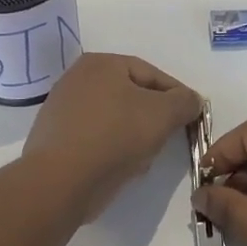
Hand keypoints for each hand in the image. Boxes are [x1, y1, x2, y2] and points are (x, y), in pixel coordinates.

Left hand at [22, 53, 202, 221]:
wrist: (60, 181)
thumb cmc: (115, 136)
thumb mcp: (163, 114)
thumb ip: (184, 102)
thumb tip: (192, 100)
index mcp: (101, 63)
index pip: (152, 74)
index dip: (177, 96)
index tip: (191, 118)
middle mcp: (77, 78)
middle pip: (131, 96)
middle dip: (153, 118)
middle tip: (168, 138)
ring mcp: (61, 109)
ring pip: (114, 119)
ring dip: (133, 136)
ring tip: (143, 158)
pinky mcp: (54, 139)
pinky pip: (95, 138)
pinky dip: (111, 149)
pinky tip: (119, 167)